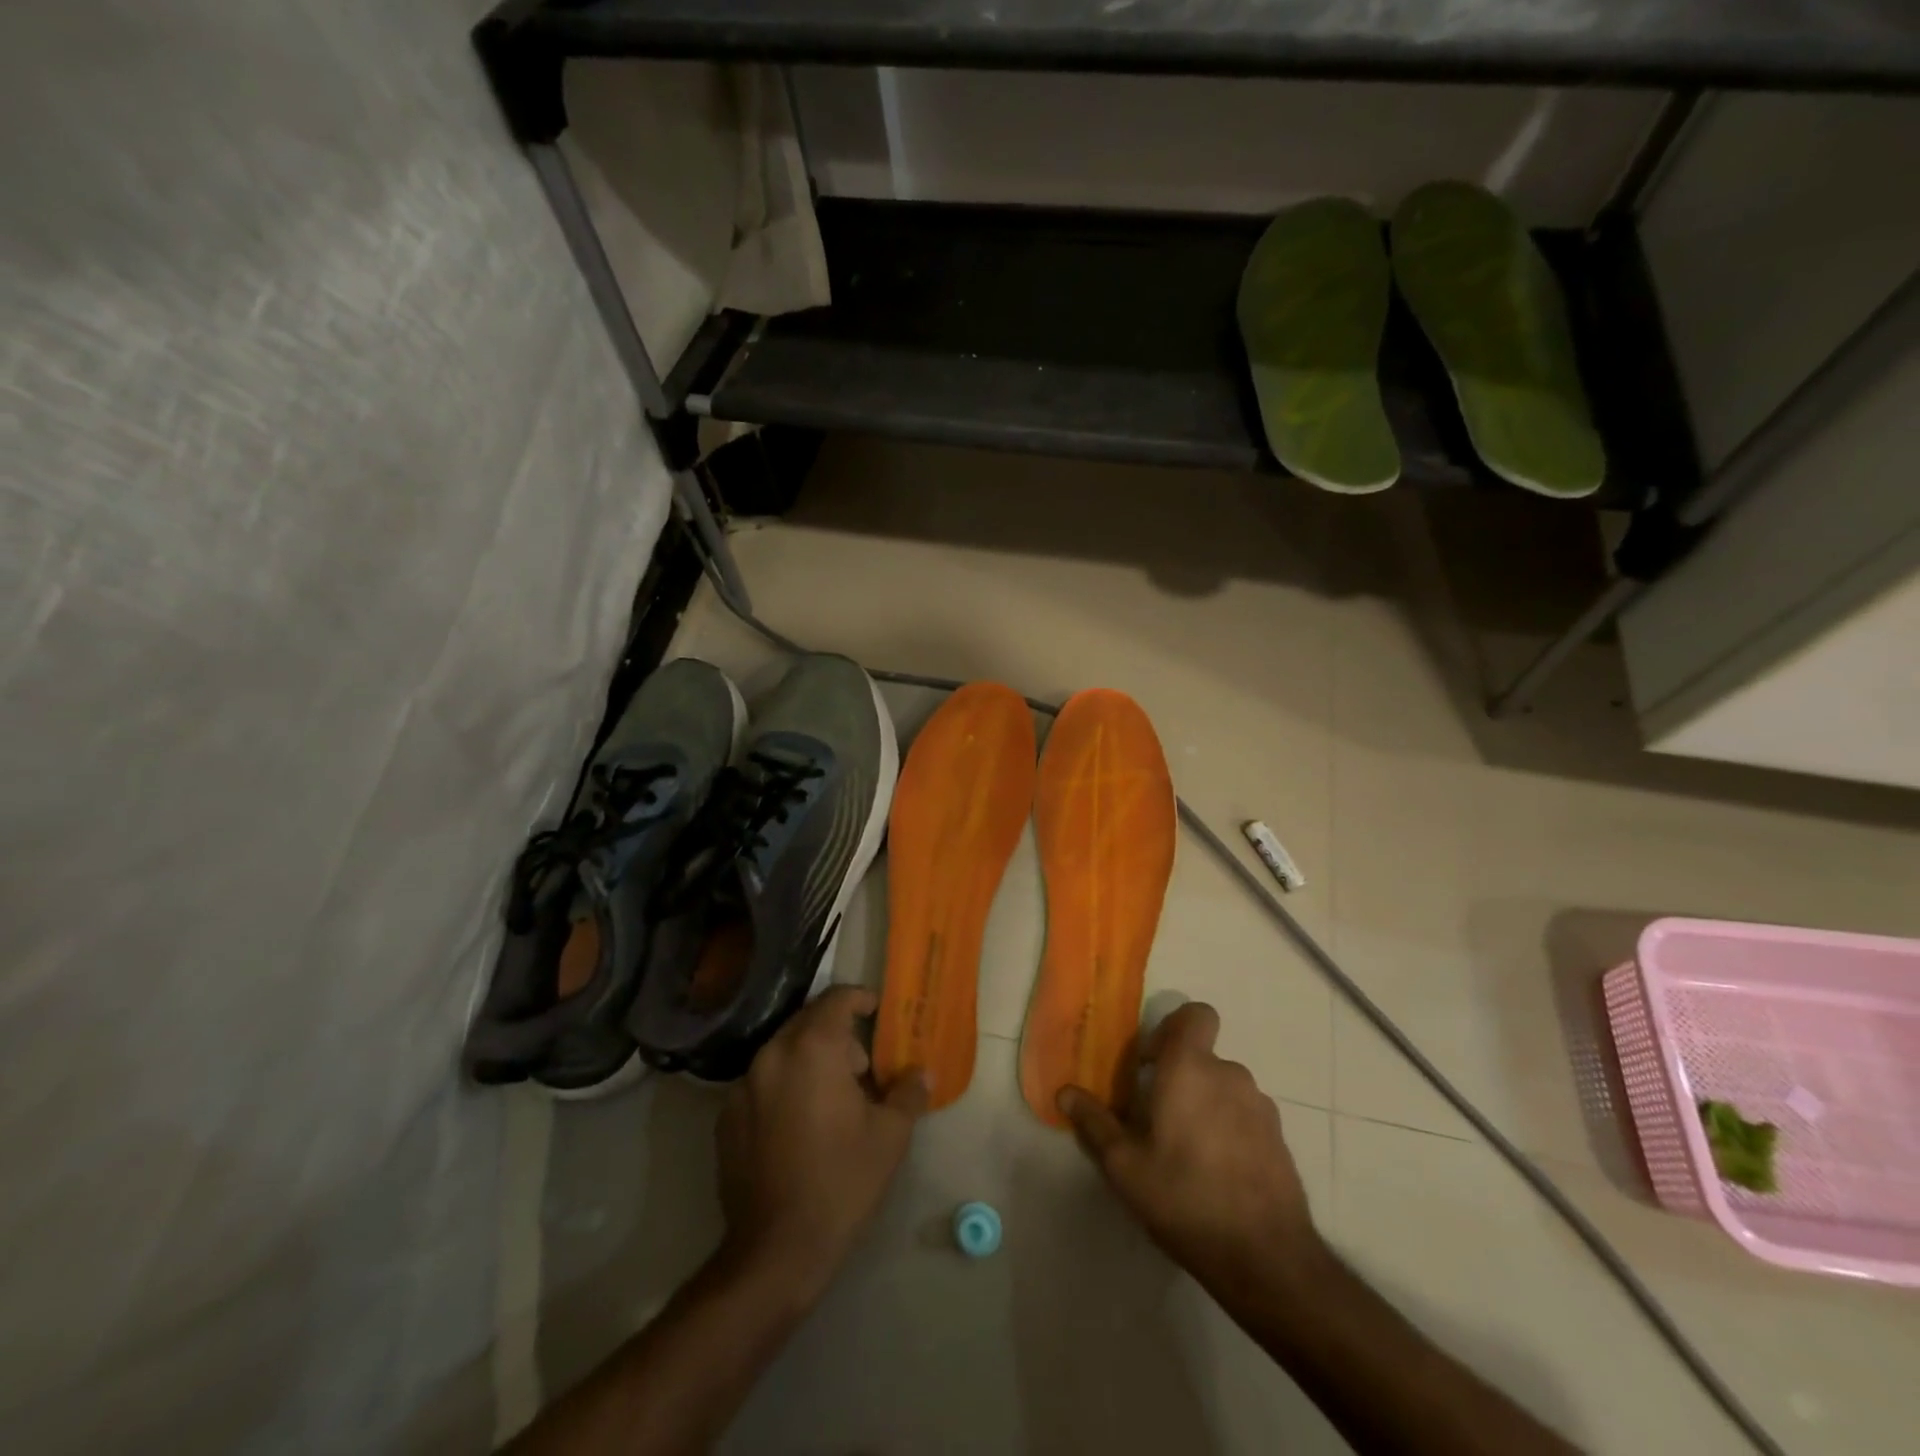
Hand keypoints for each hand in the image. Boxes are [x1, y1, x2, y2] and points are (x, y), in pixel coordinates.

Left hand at [716, 987, 928, 1303]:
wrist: (776, 1250)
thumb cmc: (842, 1181)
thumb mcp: (890, 1136)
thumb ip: (908, 1093)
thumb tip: (923, 1073)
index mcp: (813, 1049)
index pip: (836, 999)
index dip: (860, 998)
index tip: (876, 1011)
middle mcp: (772, 1054)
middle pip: (807, 1022)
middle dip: (837, 1033)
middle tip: (862, 1066)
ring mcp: (743, 1086)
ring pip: (783, 1051)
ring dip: (810, 1059)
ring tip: (834, 1098)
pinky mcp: (726, 1117)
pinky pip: (762, 1082)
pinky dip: (784, 1085)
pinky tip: (801, 1124)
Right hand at [1059, 1001, 1323, 1297]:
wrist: (1267, 1258)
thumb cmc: (1185, 1198)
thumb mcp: (1125, 1166)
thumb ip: (1094, 1123)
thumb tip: (1064, 1092)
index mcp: (1190, 1068)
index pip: (1195, 1014)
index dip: (1173, 1028)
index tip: (1150, 1063)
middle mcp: (1229, 1074)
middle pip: (1202, 1057)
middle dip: (1179, 1078)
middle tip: (1156, 1118)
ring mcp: (1260, 1107)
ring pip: (1223, 1088)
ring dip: (1204, 1105)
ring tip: (1185, 1153)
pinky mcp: (1279, 1139)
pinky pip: (1245, 1116)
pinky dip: (1229, 1130)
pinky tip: (1216, 1174)